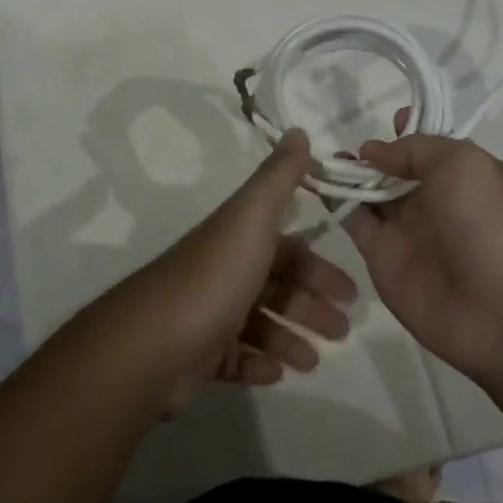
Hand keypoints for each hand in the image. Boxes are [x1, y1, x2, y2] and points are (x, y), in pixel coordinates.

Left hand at [107, 131, 357, 413]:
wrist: (153, 344)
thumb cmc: (213, 278)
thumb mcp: (251, 218)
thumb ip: (278, 178)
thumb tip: (298, 129)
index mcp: (237, 240)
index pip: (286, 247)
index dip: (318, 266)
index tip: (350, 291)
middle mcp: (223, 272)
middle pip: (276, 285)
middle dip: (311, 306)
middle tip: (343, 331)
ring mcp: (208, 315)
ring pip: (259, 324)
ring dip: (289, 338)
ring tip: (313, 360)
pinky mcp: (197, 355)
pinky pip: (235, 358)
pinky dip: (258, 363)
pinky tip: (277, 373)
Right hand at [343, 111, 502, 386]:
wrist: (500, 309)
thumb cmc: (488, 222)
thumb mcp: (461, 163)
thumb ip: (414, 149)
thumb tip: (373, 150)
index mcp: (463, 174)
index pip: (429, 146)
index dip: (408, 130)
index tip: (387, 121)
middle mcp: (434, 198)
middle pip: (394, 168)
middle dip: (370, 152)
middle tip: (340, 139)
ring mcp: (406, 228)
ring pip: (368, 192)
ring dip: (346, 172)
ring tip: (319, 156)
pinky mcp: (380, 255)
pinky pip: (352, 220)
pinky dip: (333, 200)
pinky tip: (314, 180)